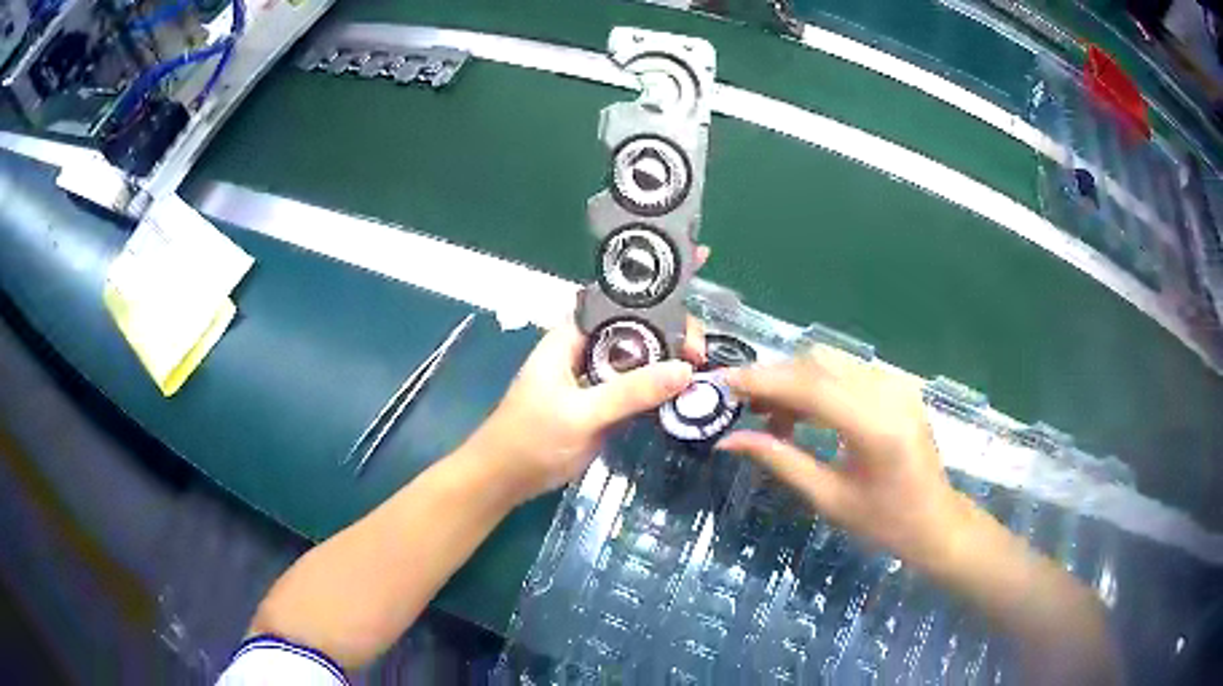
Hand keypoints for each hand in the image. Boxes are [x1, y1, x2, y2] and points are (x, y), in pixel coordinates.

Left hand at [464, 321, 695, 503]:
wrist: (506, 479)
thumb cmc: (531, 438)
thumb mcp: (581, 413)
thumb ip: (630, 392)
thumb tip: (685, 370)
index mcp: (572, 337)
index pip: (619, 302)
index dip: (655, 295)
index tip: (689, 306)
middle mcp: (587, 350)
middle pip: (636, 328)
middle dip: (671, 332)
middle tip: (701, 354)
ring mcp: (596, 378)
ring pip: (640, 358)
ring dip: (669, 360)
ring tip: (704, 368)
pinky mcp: (604, 404)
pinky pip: (638, 387)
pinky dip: (660, 387)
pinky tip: (686, 392)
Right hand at [717, 345, 971, 568]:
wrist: (936, 521)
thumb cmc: (884, 522)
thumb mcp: (828, 498)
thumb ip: (780, 460)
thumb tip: (729, 441)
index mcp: (875, 426)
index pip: (810, 385)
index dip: (762, 381)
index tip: (723, 383)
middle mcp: (889, 392)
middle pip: (818, 363)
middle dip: (775, 379)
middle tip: (743, 408)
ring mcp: (897, 383)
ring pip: (831, 362)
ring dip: (795, 381)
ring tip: (772, 418)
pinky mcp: (899, 385)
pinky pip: (848, 371)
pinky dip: (818, 384)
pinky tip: (805, 414)